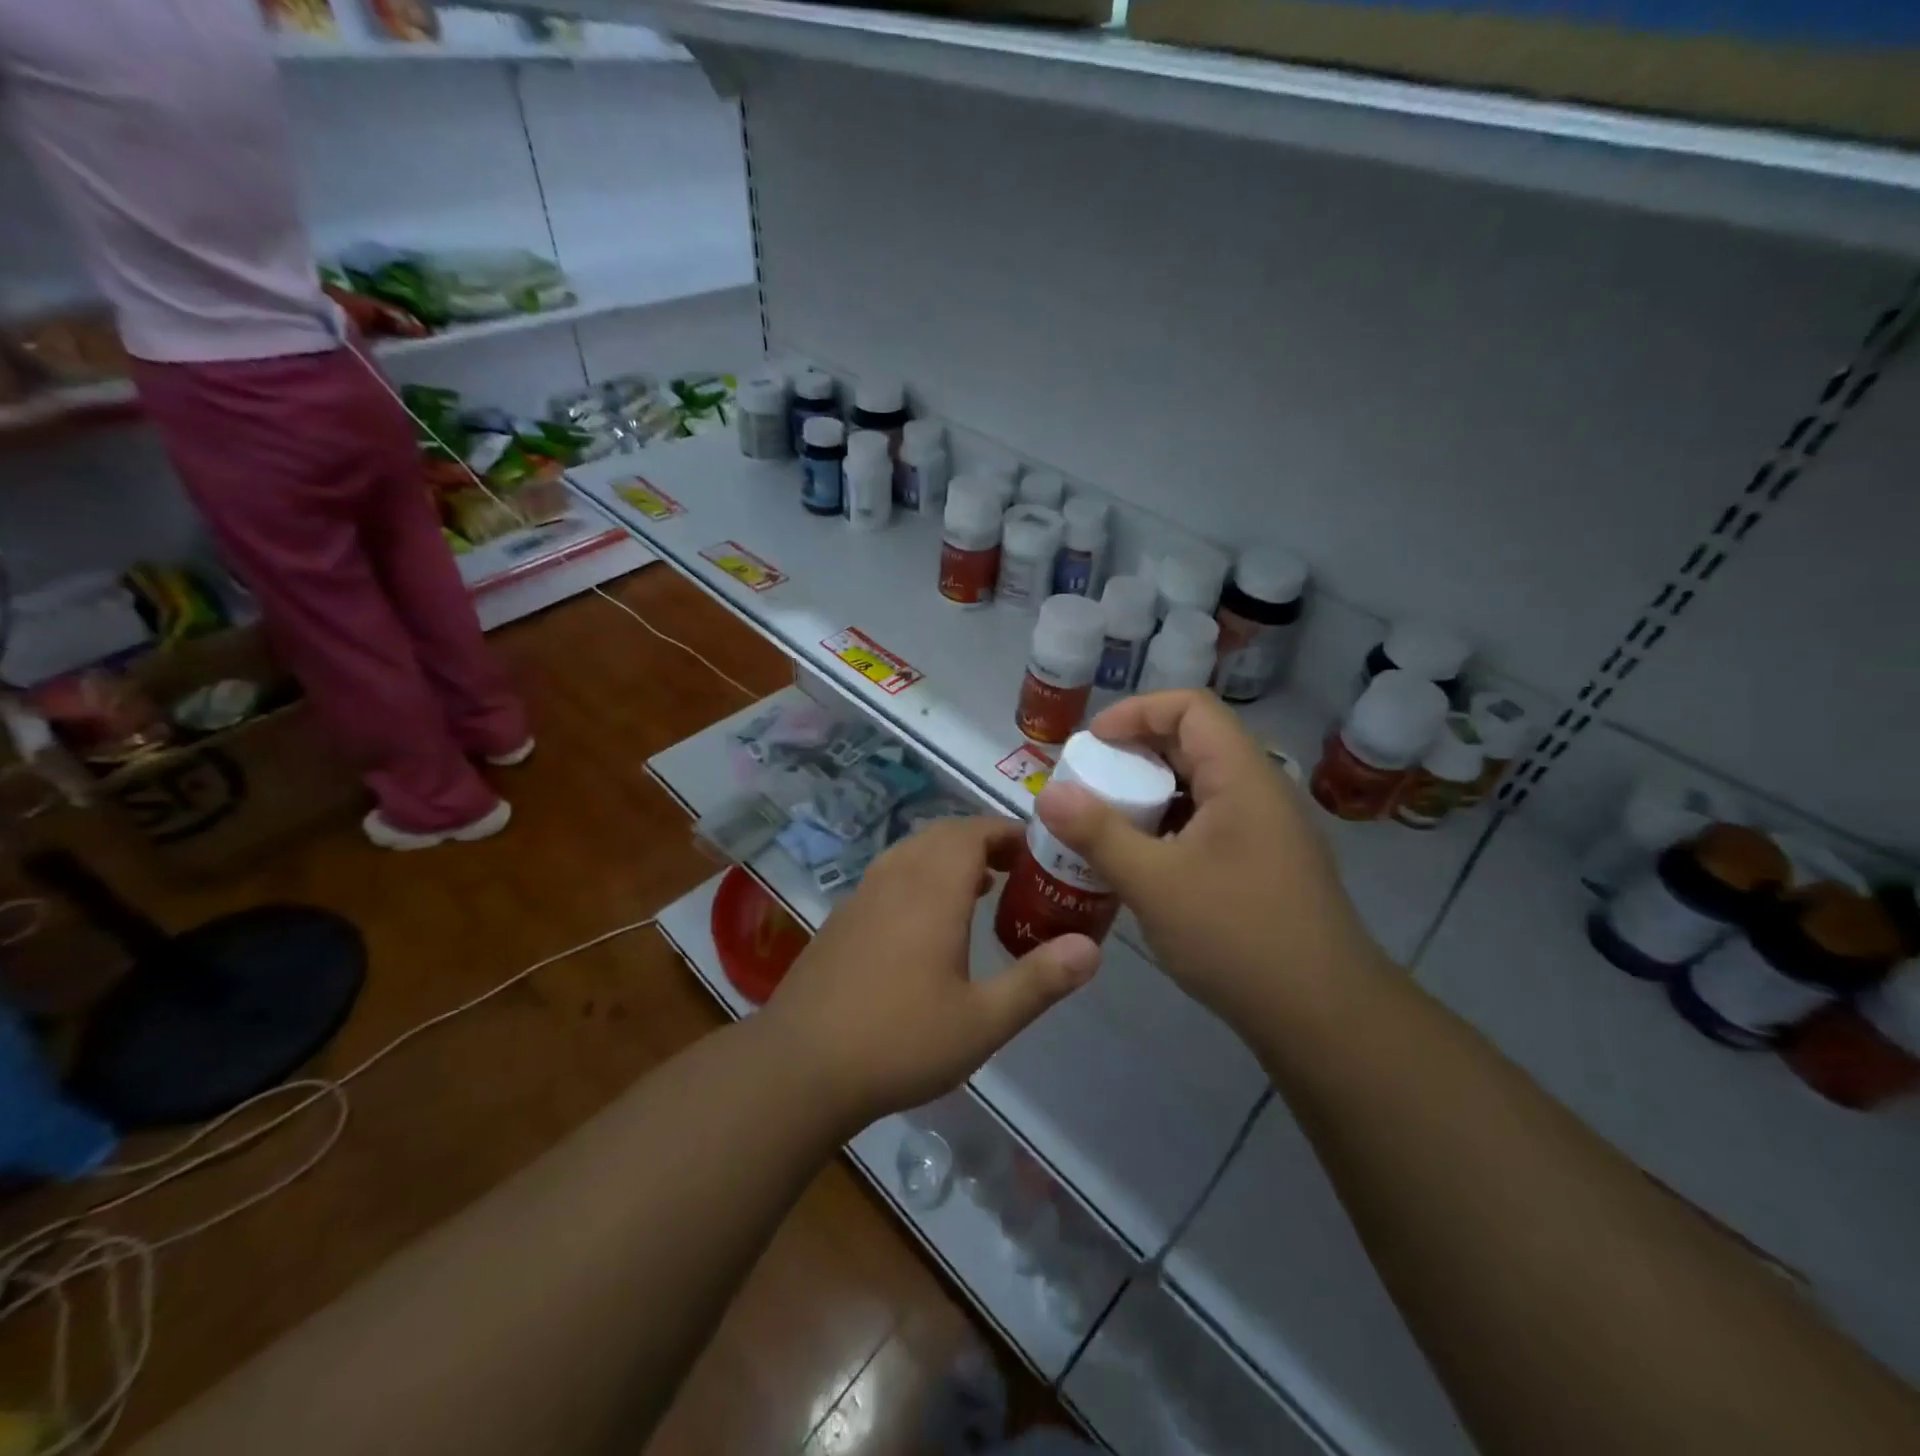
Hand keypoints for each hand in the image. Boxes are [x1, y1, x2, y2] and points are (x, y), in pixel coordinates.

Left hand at [759, 817, 1100, 1130]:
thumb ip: (1039, 981)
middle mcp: (895, 878)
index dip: (1007, 832)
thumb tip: (1092, 948)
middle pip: (943, 835)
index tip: (1038, 852)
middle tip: (1018, 871)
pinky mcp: (842, 919)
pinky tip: (929, 924)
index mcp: (931, 890)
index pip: (973, 832)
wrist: (799, 1066)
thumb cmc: (898, 1040)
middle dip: (983, 842)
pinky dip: (920, 876)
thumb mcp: (982, 1021)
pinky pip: (890, 875)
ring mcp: (862, 895)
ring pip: (913, 852)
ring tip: (982, 889)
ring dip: (950, 857)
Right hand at [1035, 691, 1389, 1035]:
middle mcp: (1259, 792)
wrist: (1325, 1019)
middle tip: (1087, 785)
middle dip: (1134, 756)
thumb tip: (1049, 794)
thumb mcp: (1155, 883)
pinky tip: (1141, 864)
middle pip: (1192, 744)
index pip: (1189, 708)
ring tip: (1104, 824)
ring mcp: (1267, 831)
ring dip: (1149, 796)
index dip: (1136, 713)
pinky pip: (1208, 824)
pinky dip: (1169, 828)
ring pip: (1199, 788)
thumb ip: (1098, 834)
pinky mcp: (1264, 866)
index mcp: (1242, 777)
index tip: (1091, 745)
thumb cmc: (1238, 936)